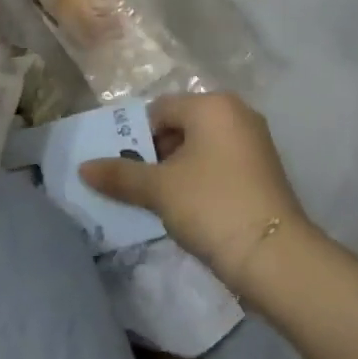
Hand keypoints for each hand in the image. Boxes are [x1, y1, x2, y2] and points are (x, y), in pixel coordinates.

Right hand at [80, 93, 310, 296]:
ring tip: (163, 202)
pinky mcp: (263, 167)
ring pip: (202, 145)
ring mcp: (254, 139)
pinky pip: (221, 161)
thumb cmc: (212, 206)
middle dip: (158, 154)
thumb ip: (120, 175)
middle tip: (141, 189)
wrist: (274, 254)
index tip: (125, 172)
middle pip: (182, 125)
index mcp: (212, 104)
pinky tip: (192, 209)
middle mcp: (236, 111)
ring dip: (179, 169)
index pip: (160, 109)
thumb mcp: (160, 190)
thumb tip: (83, 168)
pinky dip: (202, 178)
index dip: (137, 138)